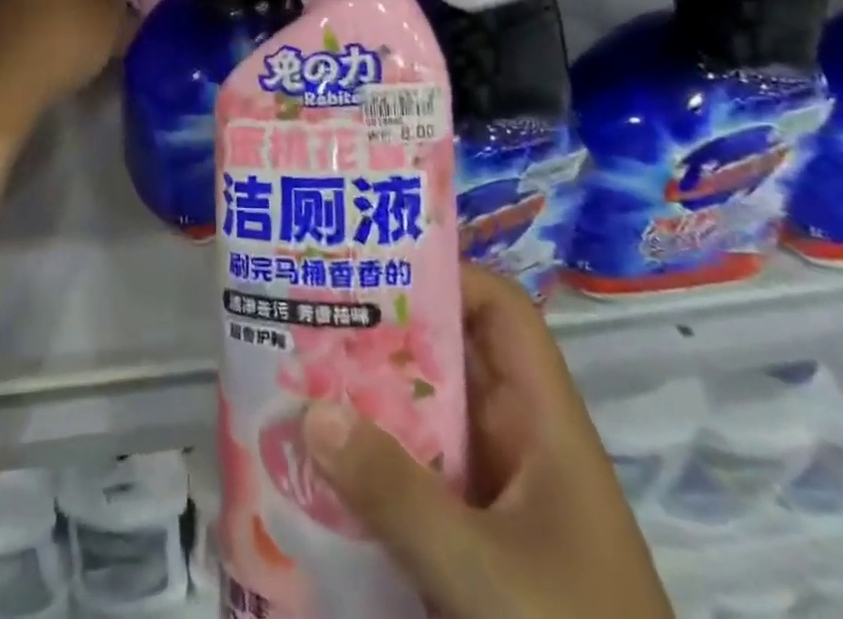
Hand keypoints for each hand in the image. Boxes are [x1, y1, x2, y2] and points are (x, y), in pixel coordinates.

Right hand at [302, 266, 671, 618]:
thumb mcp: (484, 574)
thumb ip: (397, 494)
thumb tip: (313, 412)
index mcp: (544, 423)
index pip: (502, 313)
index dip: (447, 276)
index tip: (373, 269)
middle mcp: (521, 444)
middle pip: (453, 359)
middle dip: (385, 334)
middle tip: (311, 313)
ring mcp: (499, 499)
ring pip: (430, 420)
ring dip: (372, 402)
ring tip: (298, 376)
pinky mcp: (478, 548)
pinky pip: (420, 481)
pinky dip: (376, 467)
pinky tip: (321, 469)